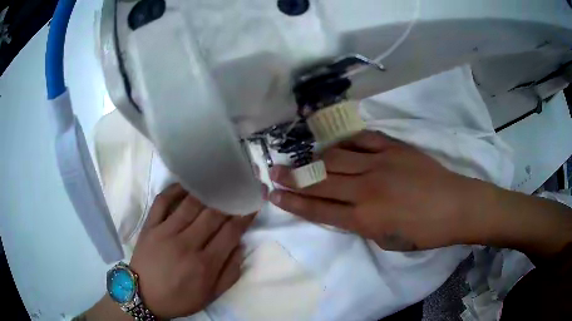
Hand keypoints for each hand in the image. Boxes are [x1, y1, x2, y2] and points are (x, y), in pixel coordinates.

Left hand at [129, 184, 255, 318]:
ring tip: (217, 182)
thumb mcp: (210, 296)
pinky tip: (186, 184)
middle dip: (229, 200)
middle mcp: (187, 244)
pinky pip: (162, 201)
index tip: (252, 204)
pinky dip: (174, 189)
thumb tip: (240, 247)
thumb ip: (230, 273)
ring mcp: (166, 232)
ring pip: (190, 205)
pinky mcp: (150, 226)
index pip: (230, 232)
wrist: (144, 296)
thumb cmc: (179, 298)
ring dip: (206, 192)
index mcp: (205, 264)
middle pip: (213, 215)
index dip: (244, 216)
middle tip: (237, 188)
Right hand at [268, 131, 473, 250]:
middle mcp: (366, 190)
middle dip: (293, 177)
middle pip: (321, 182)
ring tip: (298, 157)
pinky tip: (334, 144)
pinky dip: (345, 141)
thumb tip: (346, 209)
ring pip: (336, 158)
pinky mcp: (393, 147)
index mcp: (364, 219)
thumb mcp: (387, 240)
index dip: (294, 203)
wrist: (455, 206)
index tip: (274, 195)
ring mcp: (380, 164)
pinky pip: (362, 139)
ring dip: (313, 159)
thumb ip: (362, 223)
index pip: (318, 210)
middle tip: (273, 171)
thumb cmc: (424, 232)